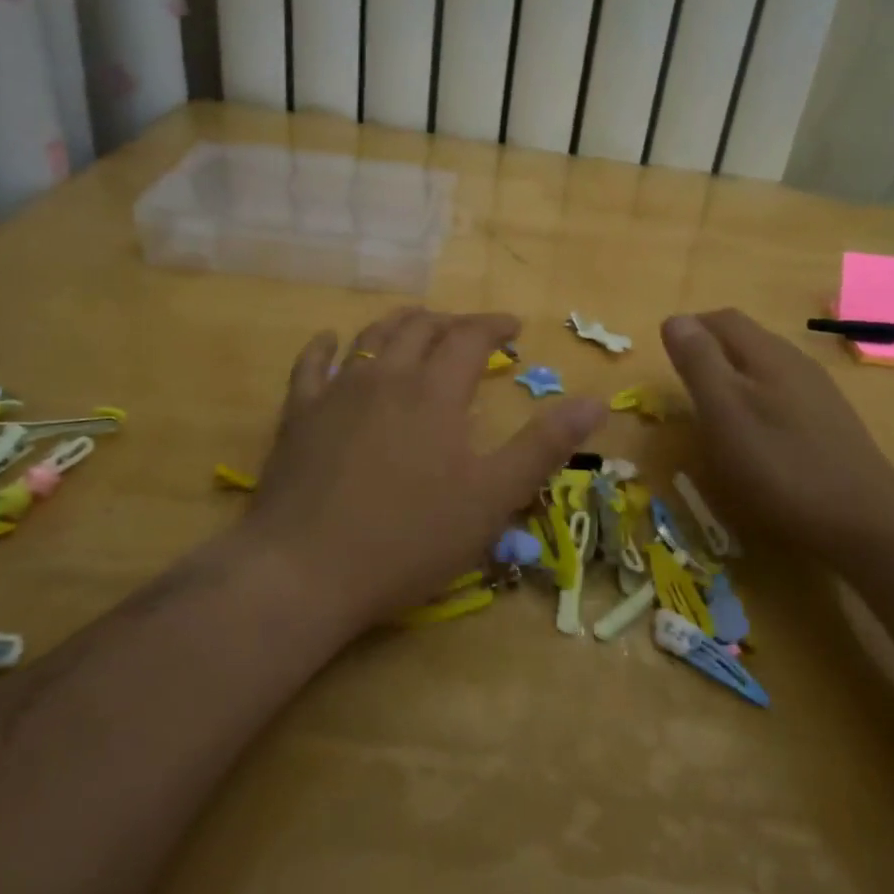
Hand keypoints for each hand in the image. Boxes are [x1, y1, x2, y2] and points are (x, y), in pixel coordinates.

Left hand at [242, 308, 605, 630]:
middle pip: (420, 328)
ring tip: (415, 324)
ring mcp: (336, 393)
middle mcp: (386, 377)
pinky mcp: (298, 416)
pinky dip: (325, 347)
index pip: (470, 337)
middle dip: (450, 322)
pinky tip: (330, 342)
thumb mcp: (492, 497)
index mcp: (435, 391)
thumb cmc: (409, 538)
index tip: (514, 328)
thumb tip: (595, 402)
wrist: (305, 571)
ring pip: (371, 338)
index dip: (494, 325)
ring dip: (399, 324)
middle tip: (469, 332)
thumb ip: (544, 446)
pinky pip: (310, 366)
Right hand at [661, 310, 893, 557]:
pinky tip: (754, 434)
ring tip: (712, 409)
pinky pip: (783, 394)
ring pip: (765, 367)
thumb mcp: (724, 413)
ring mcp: (818, 392)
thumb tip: (675, 318)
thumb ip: (699, 363)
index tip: (665, 357)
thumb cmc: (780, 467)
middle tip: (682, 384)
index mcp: (767, 353)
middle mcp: (796, 362)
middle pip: (746, 339)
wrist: (864, 523)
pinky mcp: (830, 422)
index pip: (723, 319)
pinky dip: (757, 401)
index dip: (690, 328)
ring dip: (734, 376)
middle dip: (711, 351)